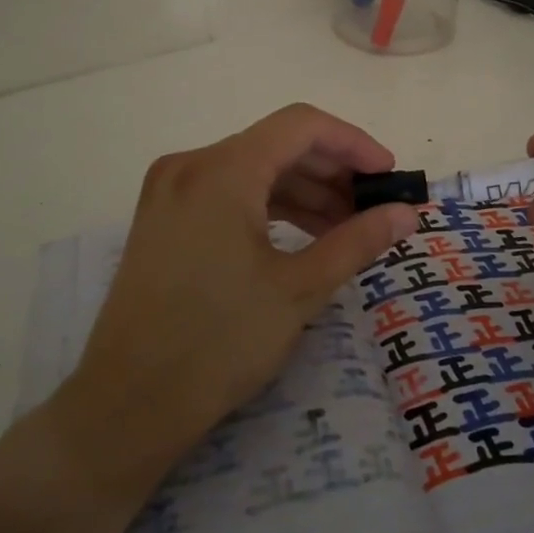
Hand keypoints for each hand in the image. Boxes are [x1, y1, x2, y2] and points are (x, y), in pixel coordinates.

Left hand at [52, 105, 417, 494]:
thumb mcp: (299, 289)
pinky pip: (227, 192)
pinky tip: (301, 236)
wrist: (125, 406)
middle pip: (276, 145)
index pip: (301, 126)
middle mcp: (191, 164)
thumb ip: (357, 240)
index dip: (353, 143)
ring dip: (303, 191)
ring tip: (346, 228)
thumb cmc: (218, 344)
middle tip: (373, 207)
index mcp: (222, 170)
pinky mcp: (162, 217)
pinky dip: (269, 206)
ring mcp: (171, 190)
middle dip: (331, 171)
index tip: (389, 175)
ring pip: (252, 169)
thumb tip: (407, 214)